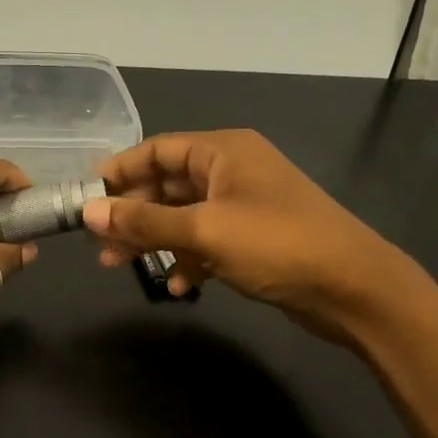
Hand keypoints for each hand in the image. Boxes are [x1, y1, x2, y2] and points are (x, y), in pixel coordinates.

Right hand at [83, 129, 406, 343]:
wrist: (352, 288)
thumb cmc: (277, 244)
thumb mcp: (204, 231)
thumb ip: (144, 222)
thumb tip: (89, 213)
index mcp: (223, 151)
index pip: (158, 149)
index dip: (119, 171)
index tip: (84, 197)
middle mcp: (232, 171)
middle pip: (167, 185)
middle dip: (132, 214)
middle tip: (97, 242)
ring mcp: (244, 206)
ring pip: (183, 217)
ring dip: (153, 241)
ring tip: (118, 267)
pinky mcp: (254, 240)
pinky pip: (207, 243)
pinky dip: (188, 261)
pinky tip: (178, 287)